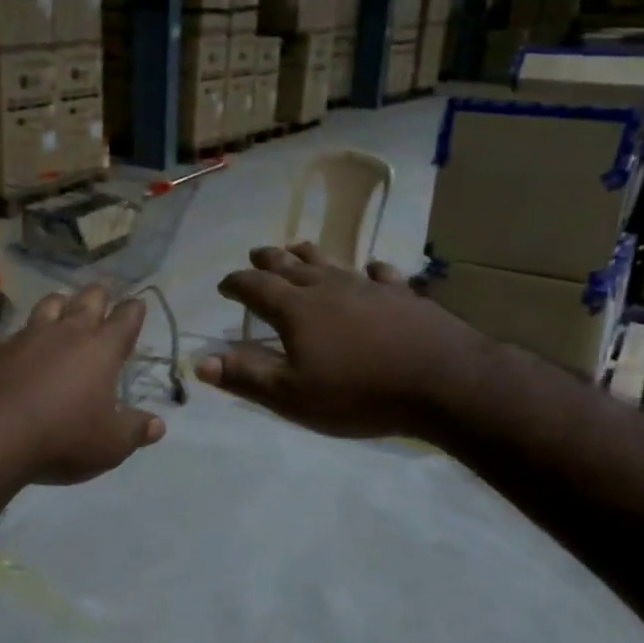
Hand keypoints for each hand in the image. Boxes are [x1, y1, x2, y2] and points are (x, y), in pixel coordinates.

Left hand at [0, 285, 165, 486]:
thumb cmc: (60, 438)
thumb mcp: (109, 445)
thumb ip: (135, 431)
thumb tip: (158, 424)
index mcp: (100, 349)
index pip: (124, 320)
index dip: (133, 310)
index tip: (137, 303)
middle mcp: (64, 333)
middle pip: (86, 300)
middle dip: (97, 296)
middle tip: (101, 296)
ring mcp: (24, 337)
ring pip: (47, 306)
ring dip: (58, 304)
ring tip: (61, 306)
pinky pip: (11, 335)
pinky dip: (20, 337)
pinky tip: (16, 348)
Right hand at [197, 244, 491, 440]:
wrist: (443, 382)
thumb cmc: (359, 392)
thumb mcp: (292, 395)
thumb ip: (246, 376)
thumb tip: (200, 361)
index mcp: (296, 309)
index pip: (255, 287)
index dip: (236, 284)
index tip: (224, 286)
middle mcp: (328, 288)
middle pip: (290, 266)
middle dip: (268, 260)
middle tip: (255, 254)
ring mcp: (368, 288)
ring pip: (332, 263)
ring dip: (310, 255)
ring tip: (298, 247)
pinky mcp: (404, 296)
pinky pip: (382, 275)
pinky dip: (371, 271)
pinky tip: (372, 269)